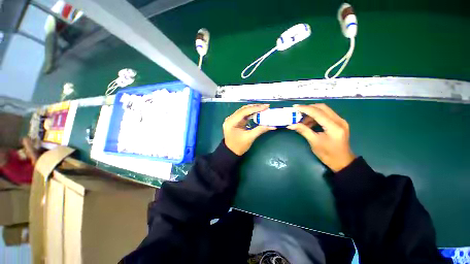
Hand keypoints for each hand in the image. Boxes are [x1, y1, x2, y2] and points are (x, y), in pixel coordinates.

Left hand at [223, 104, 276, 155]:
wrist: (231, 152)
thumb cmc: (239, 146)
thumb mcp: (250, 138)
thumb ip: (260, 130)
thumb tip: (272, 126)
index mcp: (231, 122)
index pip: (244, 111)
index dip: (256, 108)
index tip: (266, 107)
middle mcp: (230, 118)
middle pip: (243, 109)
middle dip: (255, 107)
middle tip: (266, 107)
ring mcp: (232, 119)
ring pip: (243, 111)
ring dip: (253, 109)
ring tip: (263, 108)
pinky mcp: (234, 121)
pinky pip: (243, 115)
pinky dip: (250, 113)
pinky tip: (257, 113)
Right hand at [287, 104, 355, 171]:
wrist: (342, 161)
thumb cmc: (328, 154)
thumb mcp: (314, 142)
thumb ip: (303, 130)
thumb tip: (291, 125)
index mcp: (334, 127)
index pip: (318, 113)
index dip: (305, 109)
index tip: (295, 107)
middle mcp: (339, 120)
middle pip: (322, 107)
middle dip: (308, 108)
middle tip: (297, 112)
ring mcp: (340, 121)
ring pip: (324, 110)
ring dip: (312, 113)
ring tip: (302, 121)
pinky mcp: (339, 122)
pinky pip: (326, 114)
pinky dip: (316, 116)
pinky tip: (309, 123)